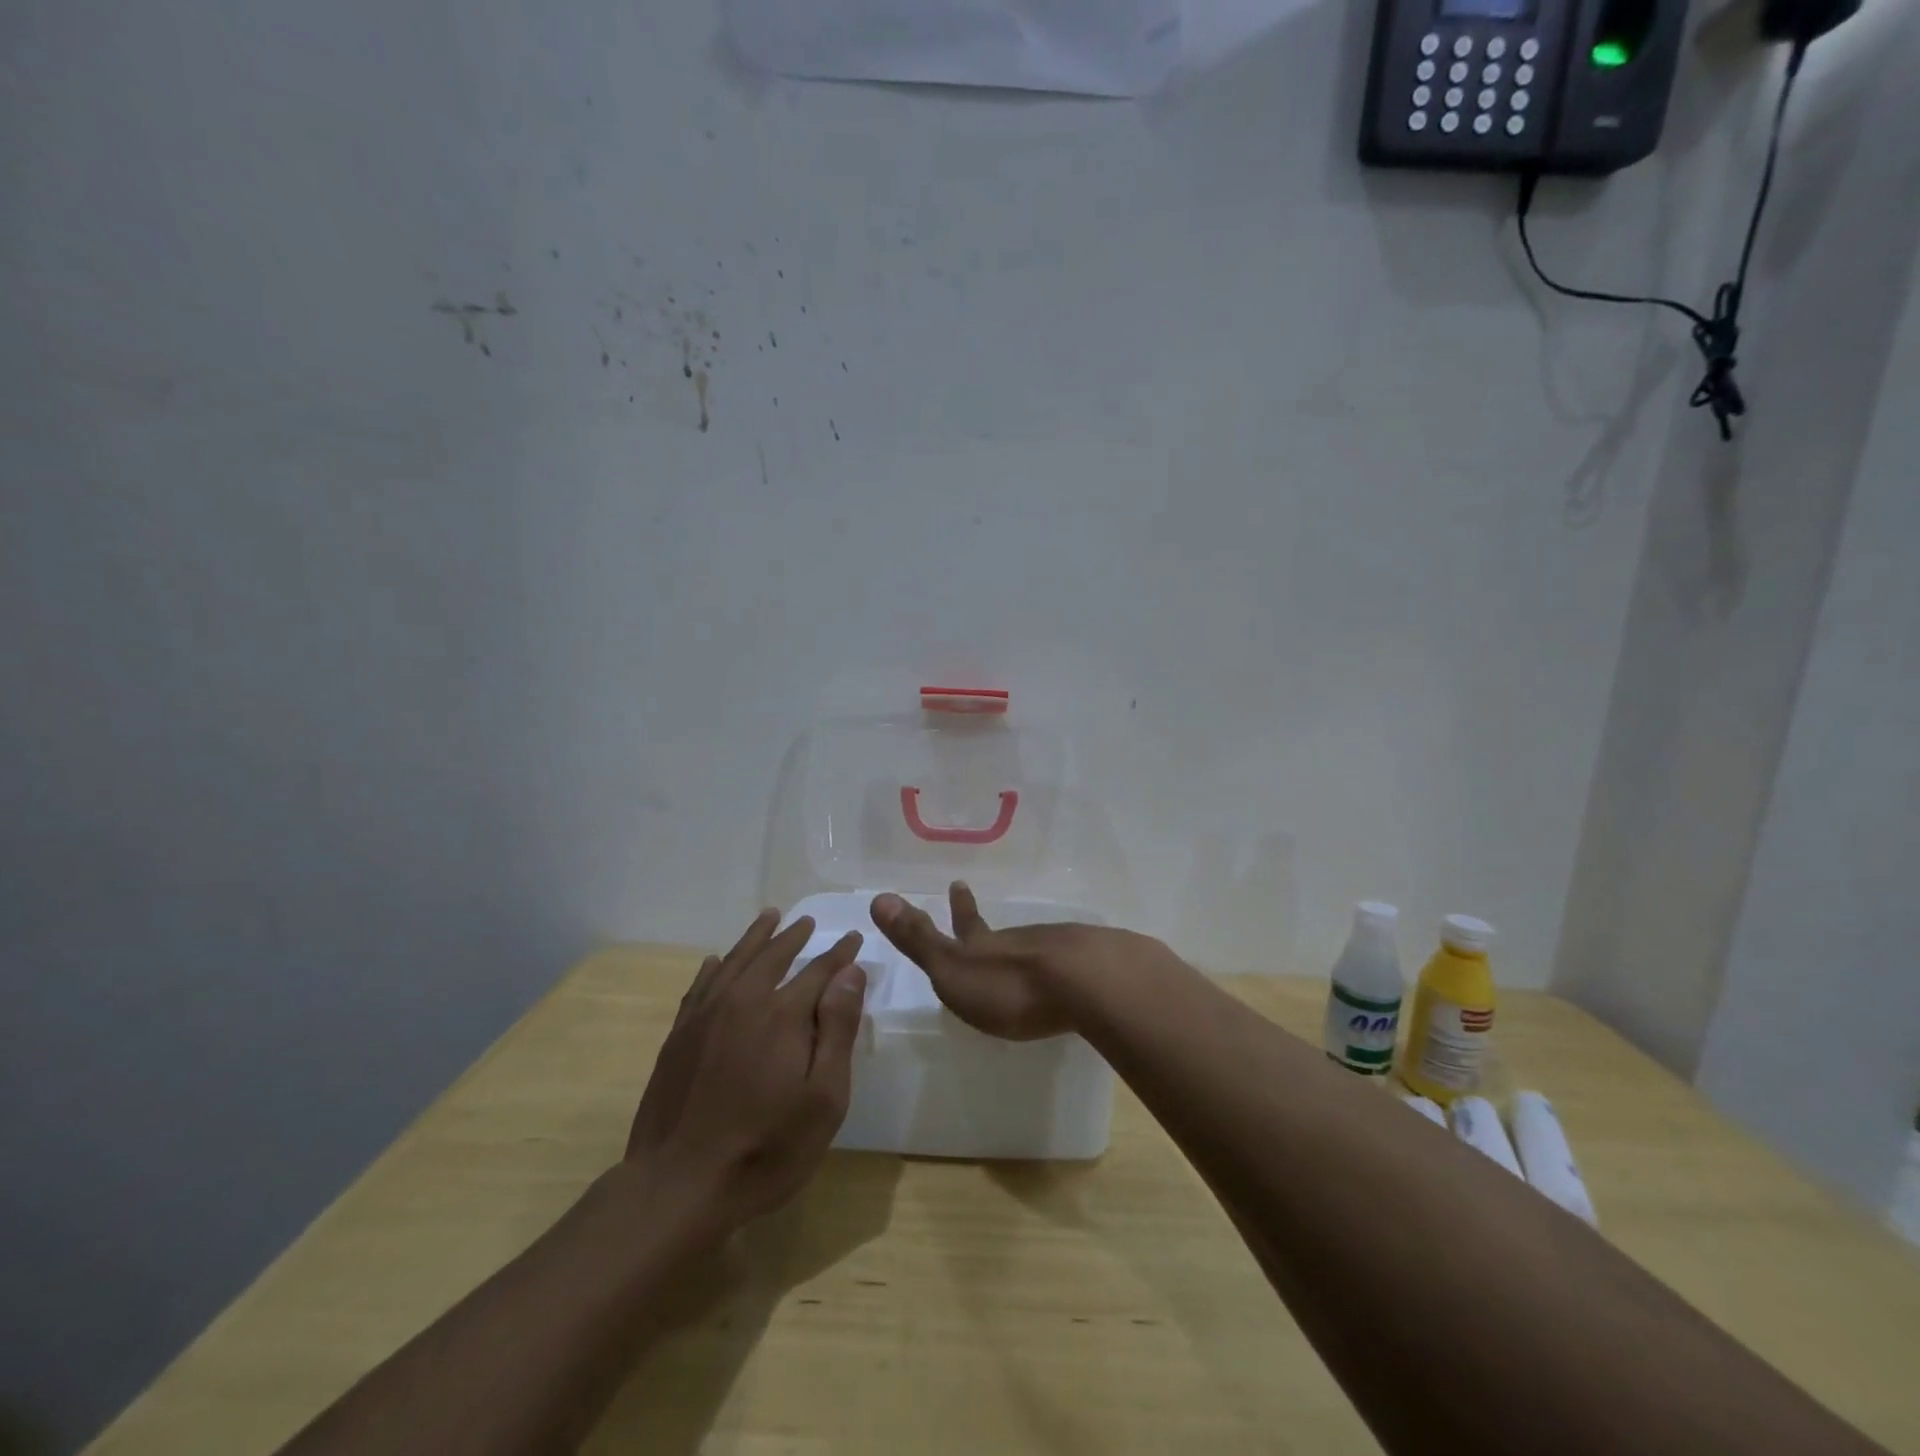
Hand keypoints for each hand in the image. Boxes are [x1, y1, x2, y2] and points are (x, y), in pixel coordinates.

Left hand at [626, 910, 866, 1230]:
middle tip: (809, 921)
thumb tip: (850, 973)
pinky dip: (713, 968)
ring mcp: (705, 1016)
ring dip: (755, 938)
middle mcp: (743, 1001)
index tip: (853, 939)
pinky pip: (700, 986)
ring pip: (735, 961)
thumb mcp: (824, 1098)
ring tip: (770, 917)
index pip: (819, 970)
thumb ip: (838, 1030)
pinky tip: (716, 961)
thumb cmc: (766, 1148)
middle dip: (795, 936)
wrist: (679, 1186)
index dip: (839, 954)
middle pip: (773, 955)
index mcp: (783, 1015)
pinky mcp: (678, 1036)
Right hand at [870, 883, 1113, 1040]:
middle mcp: (1022, 942)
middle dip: (988, 926)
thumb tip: (878, 896)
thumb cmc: (1012, 986)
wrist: (1088, 984)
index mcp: (986, 948)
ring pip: (1036, 945)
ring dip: (1026, 948)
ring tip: (1025, 955)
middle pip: (1002, 933)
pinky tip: (1071, 976)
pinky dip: (1063, 966)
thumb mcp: (954, 968)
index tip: (957, 883)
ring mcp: (1060, 950)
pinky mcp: (1095, 966)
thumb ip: (919, 939)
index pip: (967, 924)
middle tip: (978, 903)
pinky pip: (1072, 962)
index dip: (959, 907)